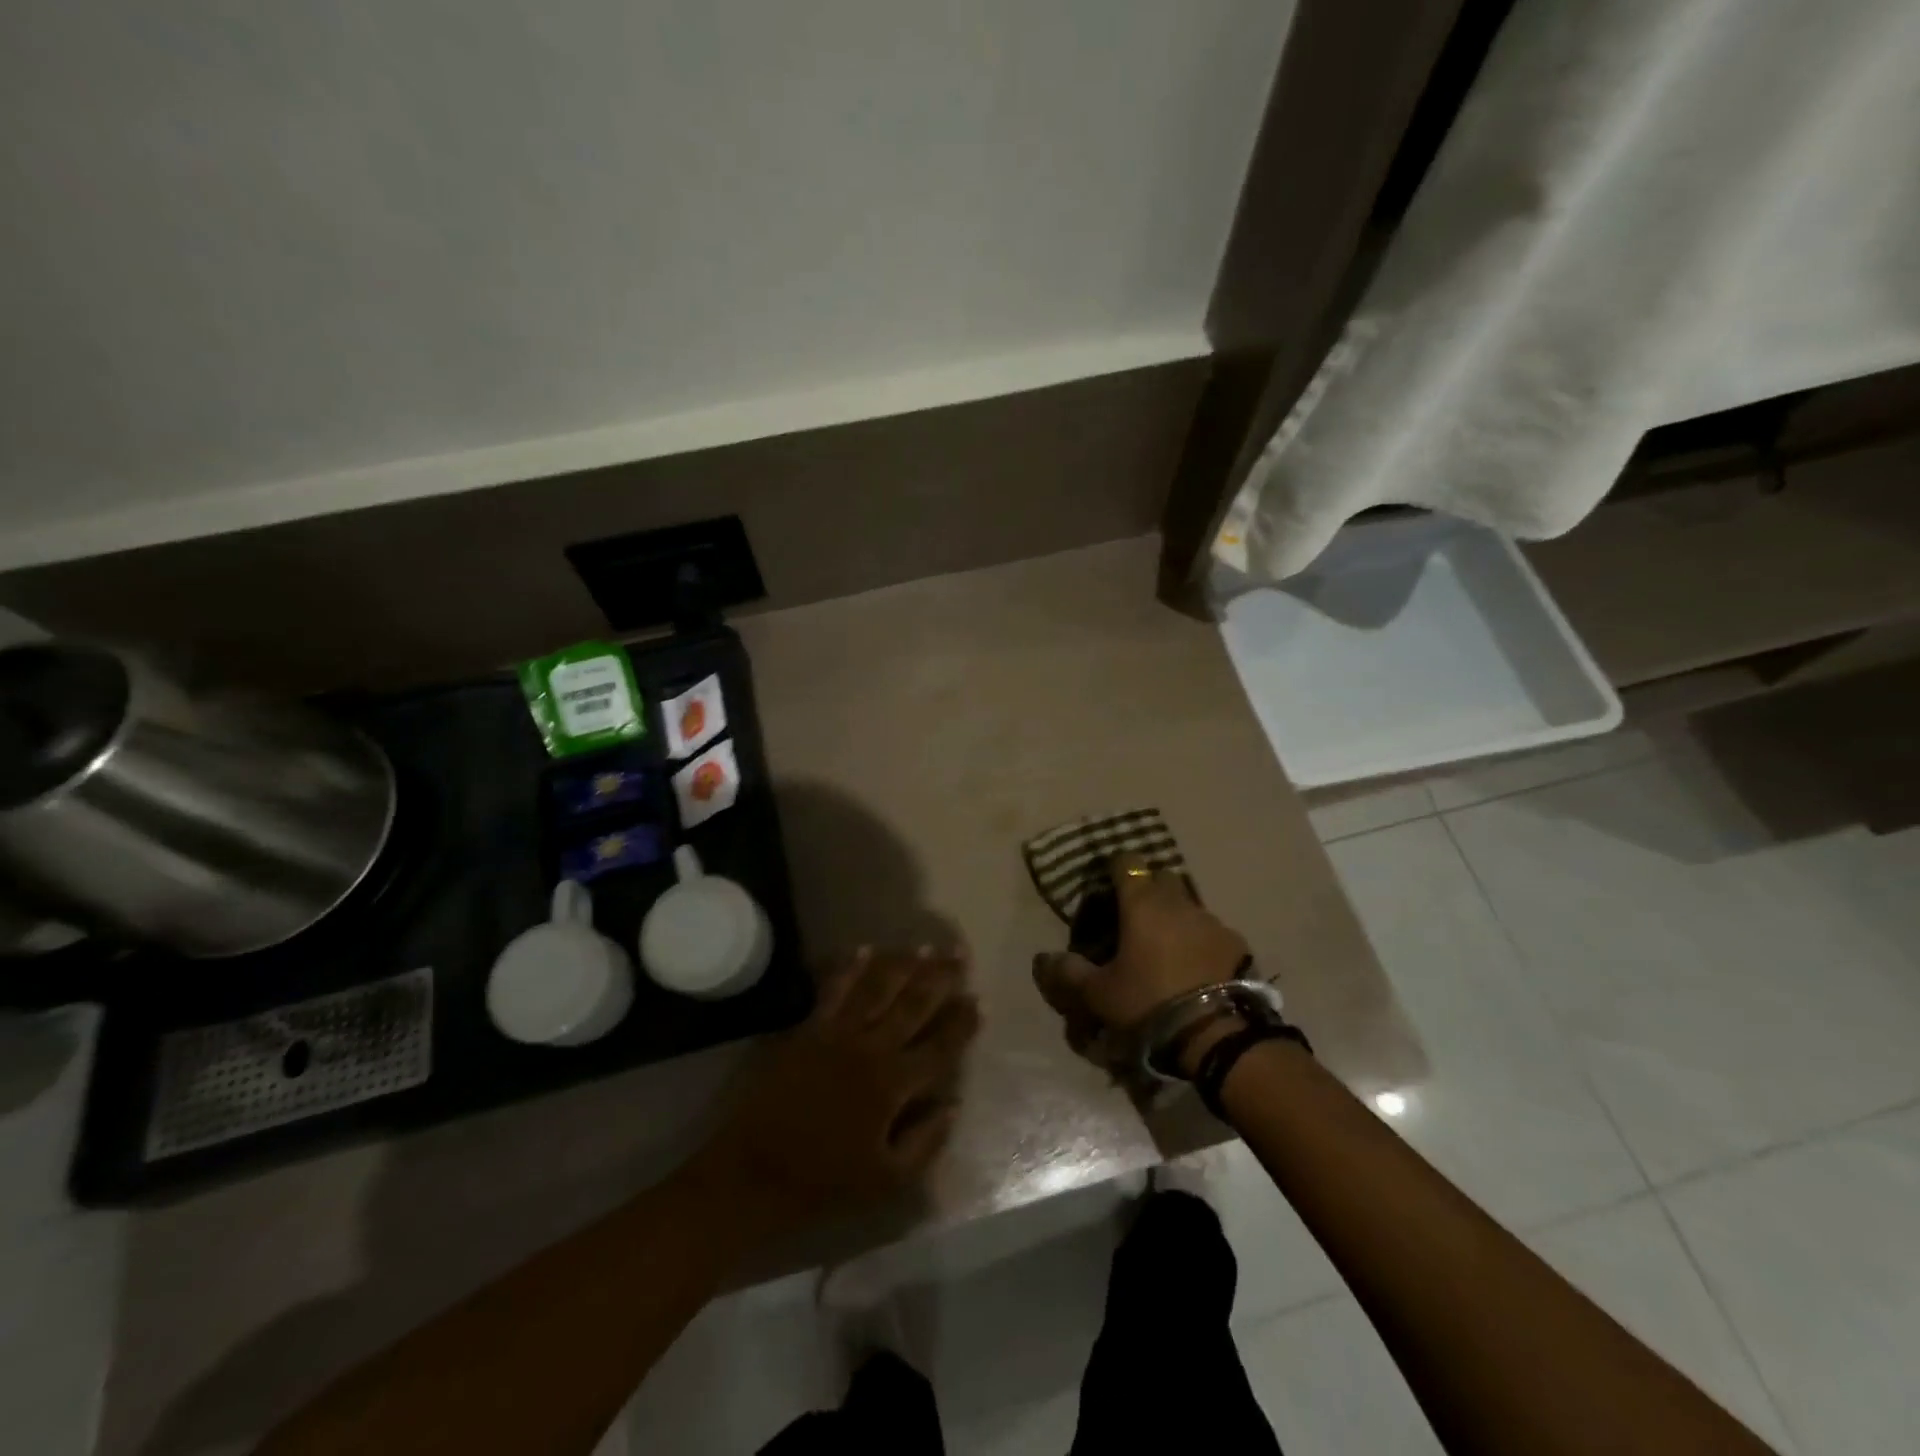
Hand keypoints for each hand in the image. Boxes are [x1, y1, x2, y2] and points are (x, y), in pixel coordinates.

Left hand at [696, 947, 978, 1230]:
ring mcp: (837, 1034)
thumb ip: (926, 1143)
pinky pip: (833, 990)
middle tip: (959, 954)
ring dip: (902, 965)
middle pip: (913, 1005)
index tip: (979, 1000)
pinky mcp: (809, 1029)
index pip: (939, 1046)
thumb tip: (953, 1105)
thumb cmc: (824, 1182)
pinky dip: (850, 968)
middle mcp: (871, 1048)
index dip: (962, 1023)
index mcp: (894, 1085)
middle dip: (940, 978)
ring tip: (923, 947)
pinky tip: (864, 949)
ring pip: (878, 989)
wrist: (755, 1173)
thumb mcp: (887, 1181)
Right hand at [1032, 853, 1249, 1073]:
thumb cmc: (1149, 1003)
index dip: (1114, 868)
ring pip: (1188, 904)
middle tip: (1133, 916)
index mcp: (1142, 903)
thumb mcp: (1099, 994)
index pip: (1126, 862)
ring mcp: (1212, 921)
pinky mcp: (1237, 944)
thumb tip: (1042, 958)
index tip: (1105, 883)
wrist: (1218, 1035)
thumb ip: (1068, 972)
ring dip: (1175, 915)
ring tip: (1164, 947)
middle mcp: (1179, 901)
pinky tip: (1194, 967)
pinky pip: (1211, 931)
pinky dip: (1199, 940)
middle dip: (1147, 887)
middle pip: (1162, 877)